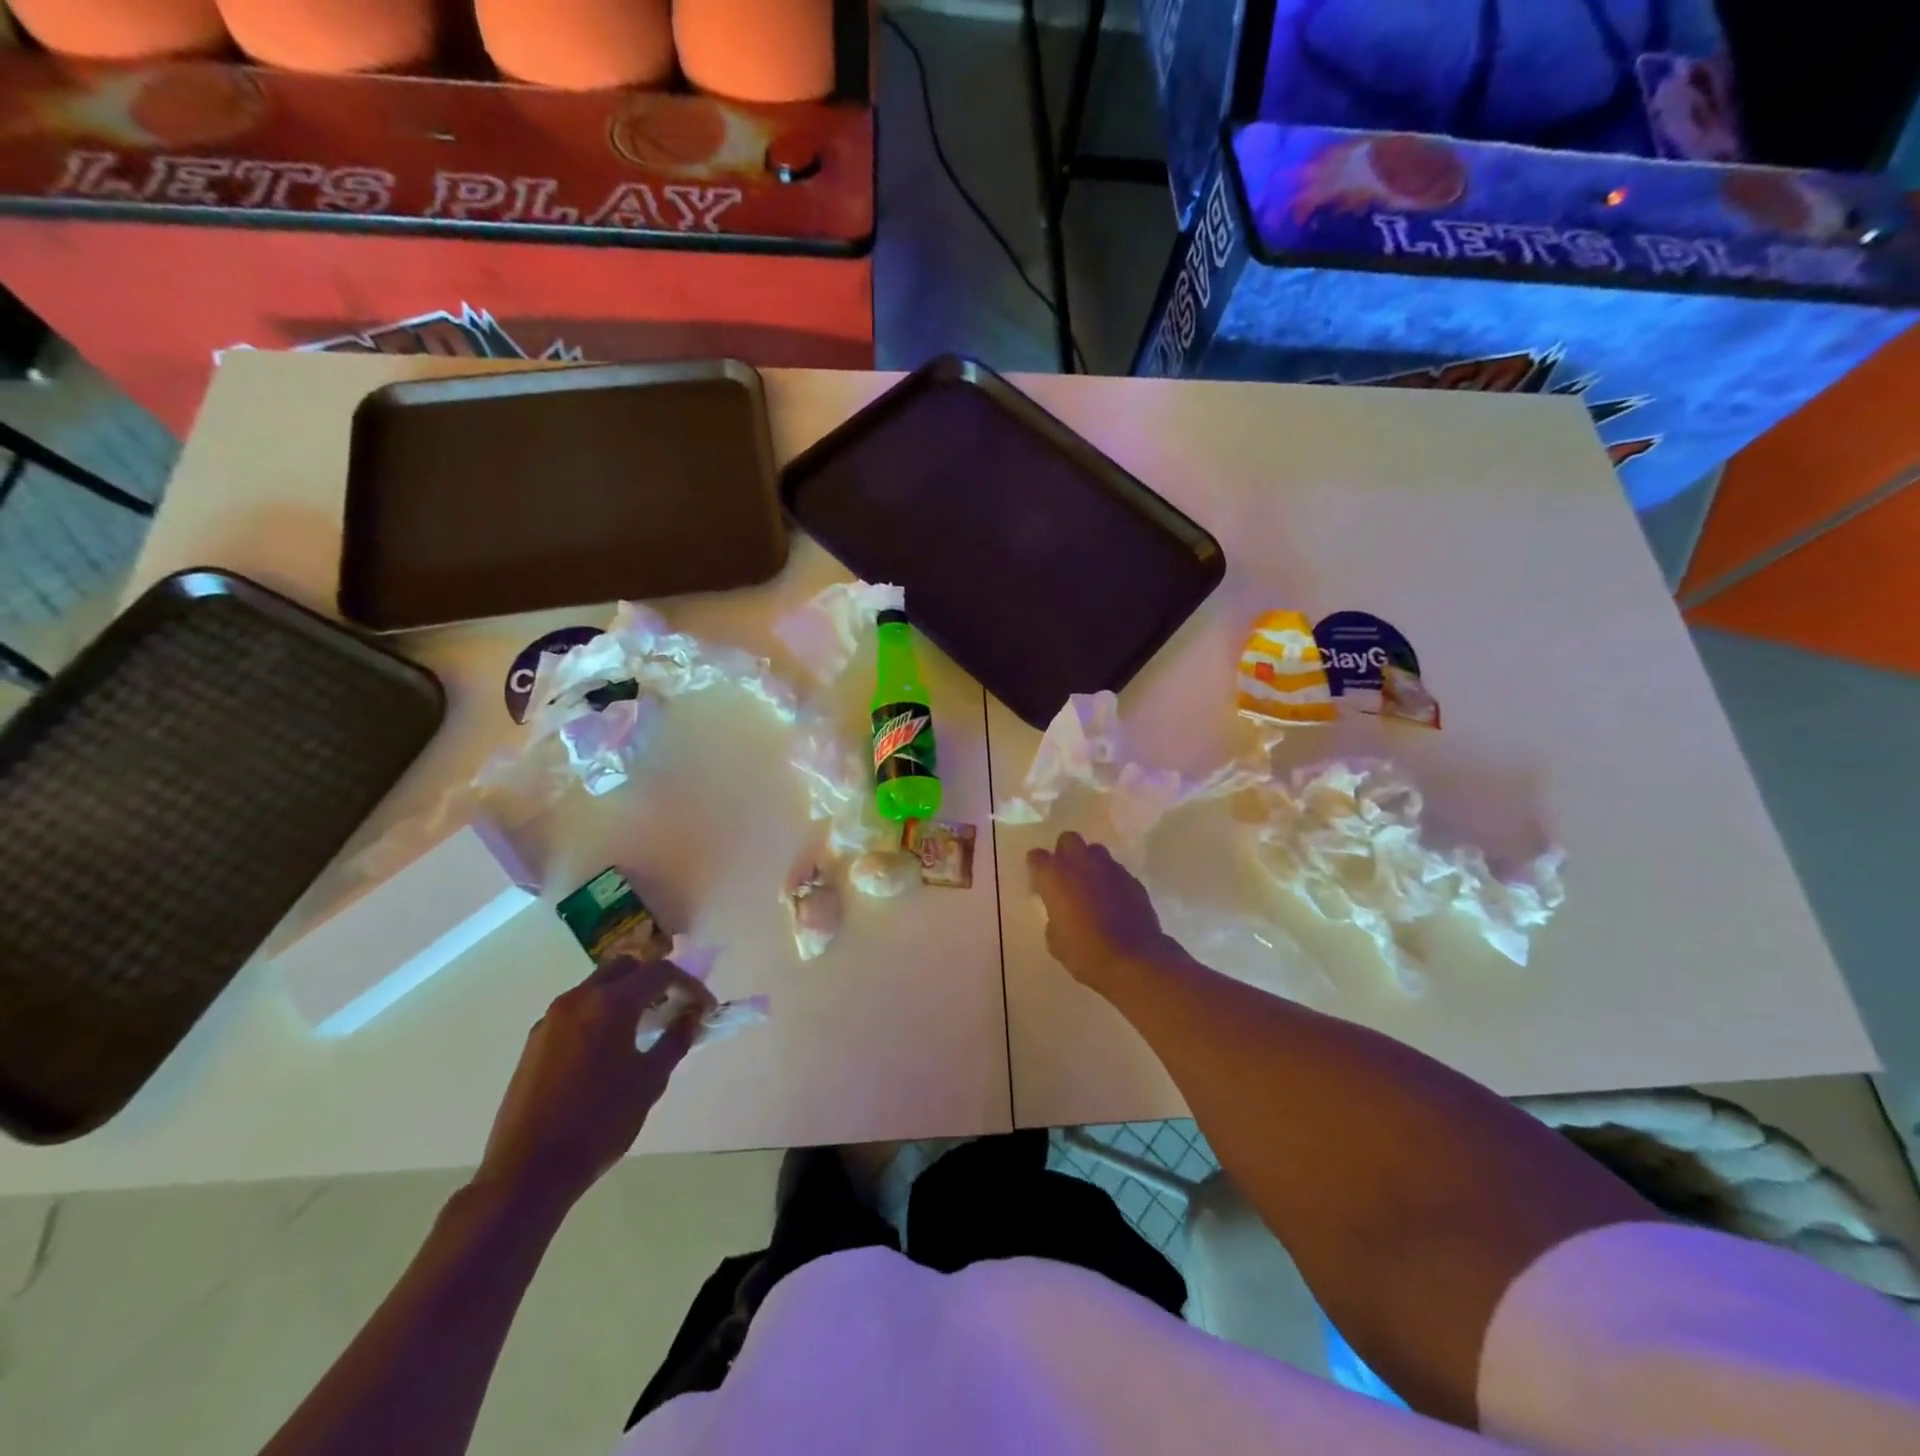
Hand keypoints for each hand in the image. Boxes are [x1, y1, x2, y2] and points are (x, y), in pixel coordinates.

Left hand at [475, 957, 716, 1211]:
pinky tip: (610, 1049)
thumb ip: (675, 1040)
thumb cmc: (599, 1122)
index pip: (659, 972)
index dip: (688, 985)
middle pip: (625, 968)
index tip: (703, 1008)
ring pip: (597, 986)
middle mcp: (578, 999)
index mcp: (611, 1004)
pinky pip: (577, 1010)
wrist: (528, 1171)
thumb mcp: (649, 1081)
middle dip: (653, 980)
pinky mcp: (535, 1041)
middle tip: (672, 1007)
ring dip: (625, 995)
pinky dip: (601, 1013)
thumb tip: (691, 1016)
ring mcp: (551, 1019)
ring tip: (644, 1028)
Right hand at [1027, 832, 1178, 988]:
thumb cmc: (1084, 952)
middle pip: (1068, 839)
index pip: (1036, 856)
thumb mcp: (1055, 940)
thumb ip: (1054, 916)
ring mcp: (1109, 868)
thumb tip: (1061, 914)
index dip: (1037, 868)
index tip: (1039, 884)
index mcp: (1054, 875)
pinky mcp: (1132, 879)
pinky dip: (1111, 881)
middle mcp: (1080, 863)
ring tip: (1092, 886)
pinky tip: (1113, 901)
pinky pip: (1116, 871)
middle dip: (1065, 852)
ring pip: (1095, 851)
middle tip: (1066, 876)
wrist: (1132, 960)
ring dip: (1090, 863)